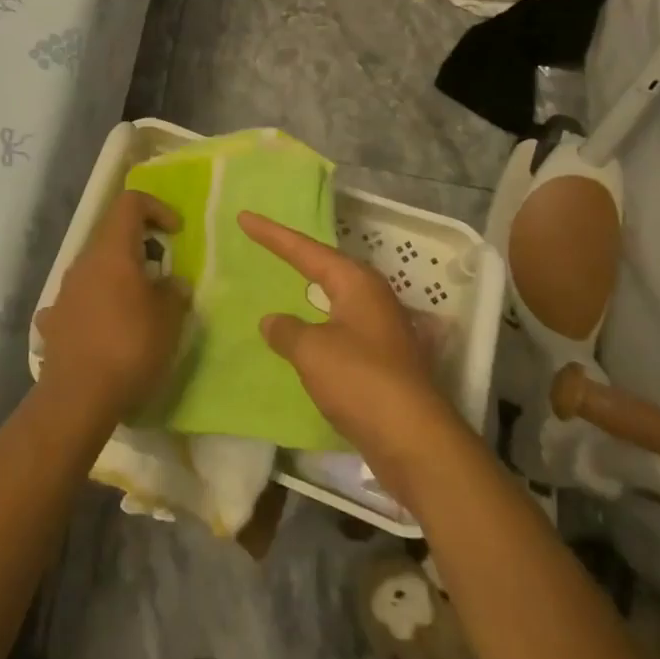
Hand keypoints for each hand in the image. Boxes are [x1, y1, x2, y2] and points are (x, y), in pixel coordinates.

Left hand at [35, 190, 187, 426]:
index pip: (130, 202)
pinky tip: (106, 328)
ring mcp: (64, 290)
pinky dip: (97, 302)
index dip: (157, 208)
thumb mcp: (169, 319)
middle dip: (141, 245)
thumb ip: (175, 292)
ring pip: (96, 266)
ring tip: (139, 305)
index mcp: (113, 250)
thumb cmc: (130, 347)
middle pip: (112, 233)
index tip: (176, 234)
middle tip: (163, 272)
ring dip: (119, 274)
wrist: (77, 398)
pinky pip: (80, 298)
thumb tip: (173, 284)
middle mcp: (84, 261)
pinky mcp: (54, 319)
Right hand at [241, 210, 469, 508]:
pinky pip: (339, 328)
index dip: (272, 235)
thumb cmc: (361, 381)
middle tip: (264, 242)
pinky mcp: (382, 361)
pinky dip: (317, 323)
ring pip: (335, 298)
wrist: (414, 440)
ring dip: (309, 290)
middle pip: (325, 267)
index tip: (245, 217)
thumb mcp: (312, 350)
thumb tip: (272, 320)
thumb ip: (287, 330)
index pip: (306, 250)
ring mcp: (381, 329)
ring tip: (283, 281)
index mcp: (356, 282)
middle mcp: (372, 297)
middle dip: (295, 255)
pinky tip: (303, 334)